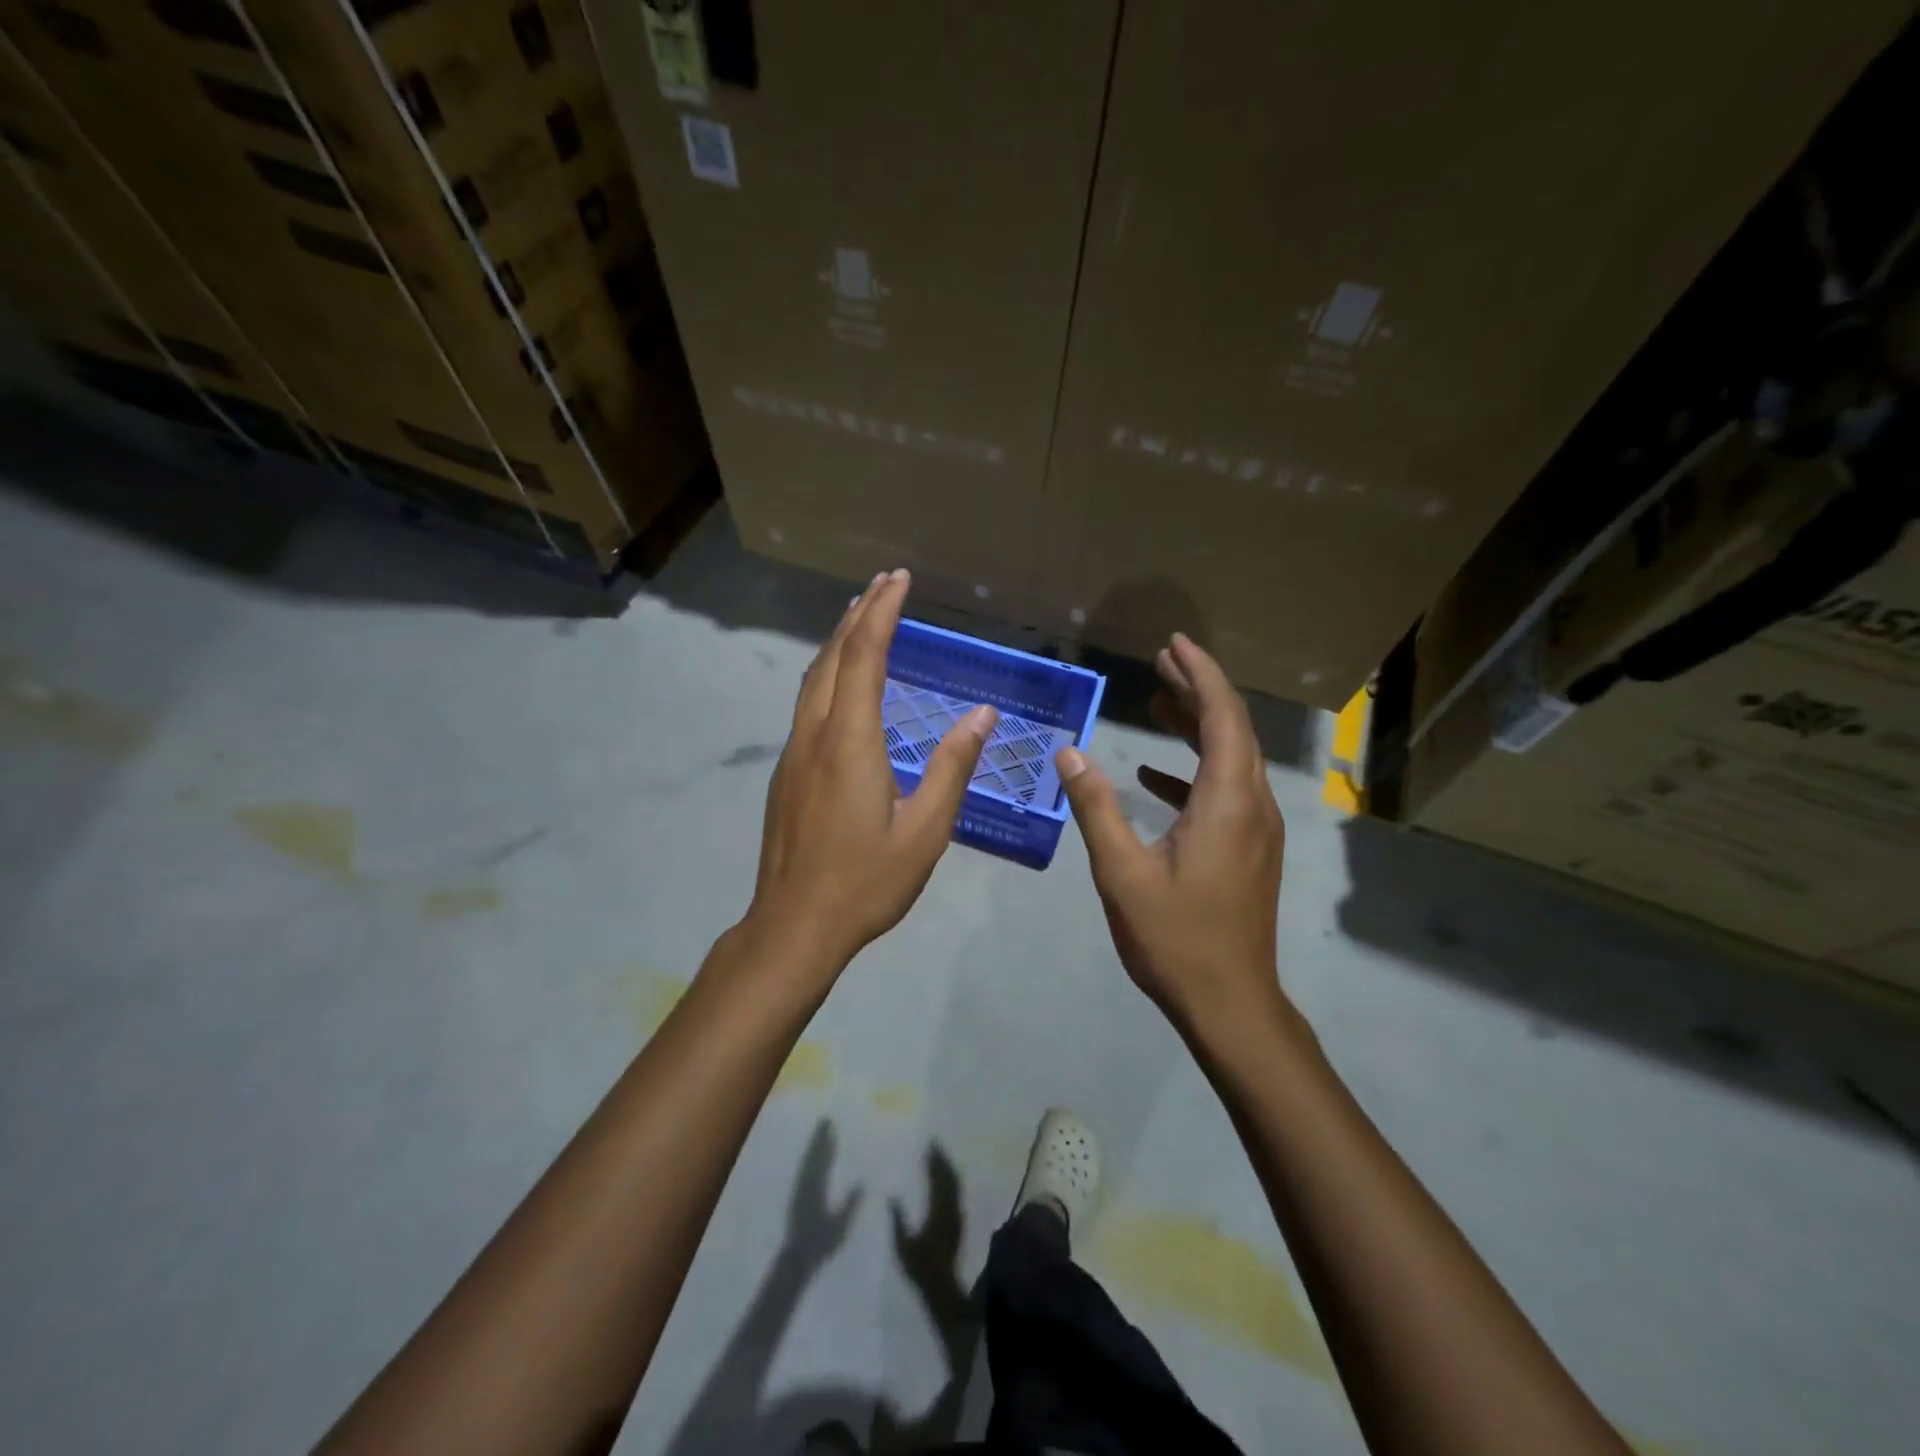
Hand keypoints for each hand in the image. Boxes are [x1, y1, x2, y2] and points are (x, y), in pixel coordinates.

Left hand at [749, 570, 996, 970]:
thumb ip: (952, 767)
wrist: (794, 925)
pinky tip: (841, 682)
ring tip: (860, 616)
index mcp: (850, 741)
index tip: (899, 580)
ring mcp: (794, 752)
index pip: (865, 656)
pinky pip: (807, 704)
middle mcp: (815, 734)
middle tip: (883, 584)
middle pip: (833, 657)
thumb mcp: (925, 830)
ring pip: (813, 679)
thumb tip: (982, 715)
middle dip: (858, 614)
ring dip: (838, 642)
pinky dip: (828, 674)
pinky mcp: (787, 772)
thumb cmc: (866, 881)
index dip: (882, 613)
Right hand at [1055, 633, 1286, 1035]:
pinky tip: (1154, 777)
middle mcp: (1252, 805)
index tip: (1173, 644)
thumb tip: (1070, 754)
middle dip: (1197, 691)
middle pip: (1232, 729)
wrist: (1231, 1003)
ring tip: (1156, 705)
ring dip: (1197, 727)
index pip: (1222, 716)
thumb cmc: (1175, 937)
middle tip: (1159, 664)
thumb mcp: (1122, 871)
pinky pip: (1225, 791)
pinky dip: (1193, 772)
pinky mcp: (1249, 849)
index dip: (1200, 673)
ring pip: (1231, 758)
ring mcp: (1256, 829)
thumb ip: (1095, 807)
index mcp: (1227, 801)